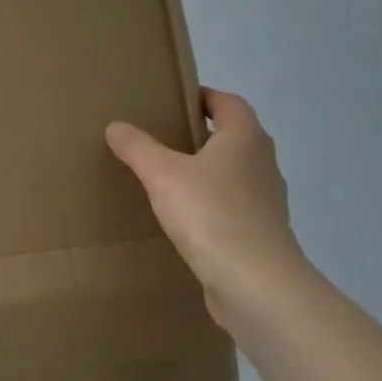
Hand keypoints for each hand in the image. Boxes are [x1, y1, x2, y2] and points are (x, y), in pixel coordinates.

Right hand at [106, 89, 310, 327]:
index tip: (174, 100)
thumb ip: (137, 148)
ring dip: (205, 172)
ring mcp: (265, 202)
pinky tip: (182, 218)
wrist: (256, 284)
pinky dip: (209, 205)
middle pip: (233, 138)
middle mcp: (262, 164)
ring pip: (233, 174)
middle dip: (200, 135)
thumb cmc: (211, 215)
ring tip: (166, 178)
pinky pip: (231, 207)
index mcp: (245, 139)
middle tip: (160, 137)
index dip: (204, 96)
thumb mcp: (162, 174)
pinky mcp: (259, 234)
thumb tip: (116, 126)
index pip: (229, 103)